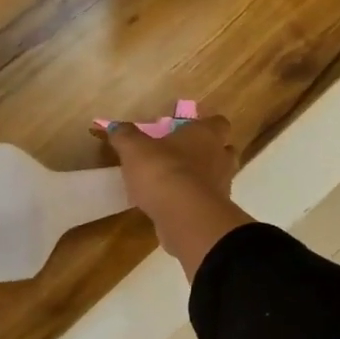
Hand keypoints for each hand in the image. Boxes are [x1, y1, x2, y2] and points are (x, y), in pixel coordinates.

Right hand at [101, 113, 253, 280]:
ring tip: (177, 183)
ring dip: (202, 178)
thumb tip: (116, 127)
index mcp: (206, 134)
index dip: (206, 125)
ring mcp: (222, 186)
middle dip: (208, 152)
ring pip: (218, 177)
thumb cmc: (162, 170)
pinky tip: (174, 205)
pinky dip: (195, 201)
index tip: (188, 130)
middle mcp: (220, 157)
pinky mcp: (216, 211)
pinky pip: (207, 201)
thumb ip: (125, 136)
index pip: (217, 122)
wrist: (184, 216)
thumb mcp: (134, 149)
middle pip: (223, 150)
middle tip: (184, 156)